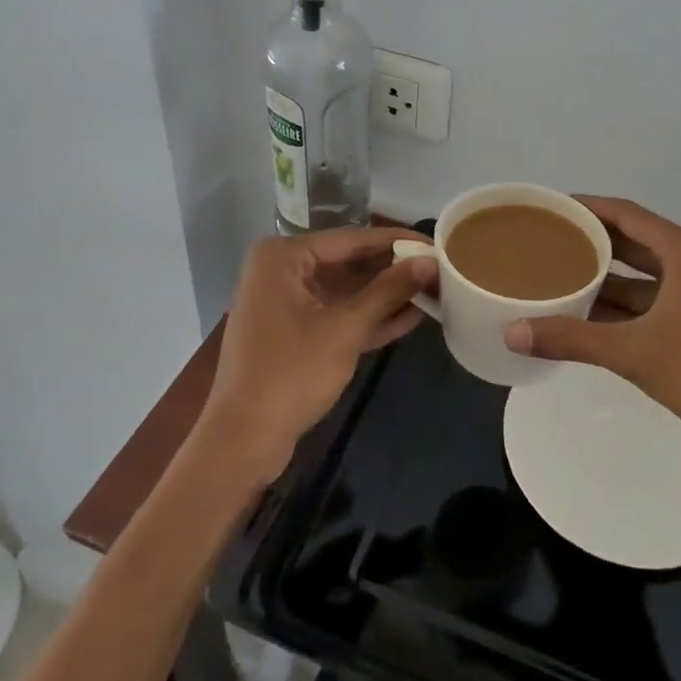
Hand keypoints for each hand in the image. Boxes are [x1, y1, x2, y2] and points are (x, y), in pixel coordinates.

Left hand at [197, 228, 435, 484]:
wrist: (242, 441)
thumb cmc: (291, 373)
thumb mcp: (345, 328)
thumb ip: (389, 291)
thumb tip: (430, 260)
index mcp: (283, 257)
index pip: (350, 239)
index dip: (395, 241)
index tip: (434, 242)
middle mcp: (281, 271)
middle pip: (348, 263)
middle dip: (391, 270)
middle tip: (437, 268)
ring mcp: (285, 304)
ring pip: (344, 291)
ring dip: (384, 295)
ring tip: (432, 291)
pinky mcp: (293, 334)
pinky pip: (335, 315)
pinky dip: (367, 318)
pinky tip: (409, 317)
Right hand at [505, 196, 680, 456]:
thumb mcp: (633, 353)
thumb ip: (571, 339)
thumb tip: (512, 332)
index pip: (626, 213)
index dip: (587, 207)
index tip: (551, 208)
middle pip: (635, 239)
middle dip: (593, 240)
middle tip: (549, 240)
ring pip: (645, 272)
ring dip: (608, 275)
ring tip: (562, 274)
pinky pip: (655, 297)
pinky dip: (625, 302)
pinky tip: (592, 315)